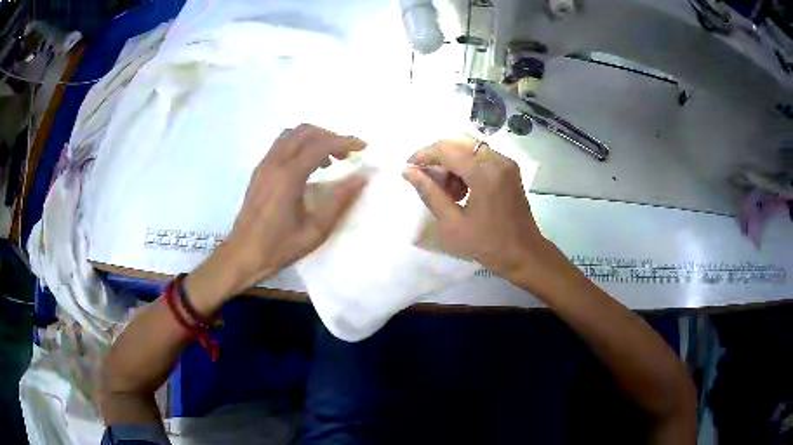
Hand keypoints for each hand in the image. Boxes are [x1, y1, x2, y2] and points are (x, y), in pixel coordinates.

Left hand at [186, 124, 366, 303]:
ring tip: (329, 160)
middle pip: (305, 131)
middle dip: (330, 136)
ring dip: (314, 139)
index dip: (344, 141)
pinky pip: (281, 145)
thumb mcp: (315, 230)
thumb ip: (339, 200)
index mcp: (288, 176)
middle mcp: (274, 163)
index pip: (320, 144)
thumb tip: (362, 177)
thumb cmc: (279, 246)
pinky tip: (308, 168)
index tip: (363, 147)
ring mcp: (264, 165)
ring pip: (291, 135)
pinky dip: (300, 146)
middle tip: (346, 154)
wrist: (243, 255)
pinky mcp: (259, 171)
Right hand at [403, 137, 551, 281]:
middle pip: (458, 143)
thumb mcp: (452, 223)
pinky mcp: (509, 169)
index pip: (446, 149)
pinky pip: (481, 156)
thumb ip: (429, 193)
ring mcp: (506, 163)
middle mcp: (497, 160)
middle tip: (427, 180)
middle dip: (438, 157)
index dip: (424, 155)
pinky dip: (466, 166)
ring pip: (469, 148)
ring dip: (452, 162)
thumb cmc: (487, 244)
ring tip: (446, 191)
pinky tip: (462, 190)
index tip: (409, 168)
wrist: (524, 254)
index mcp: (484, 173)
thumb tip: (408, 171)